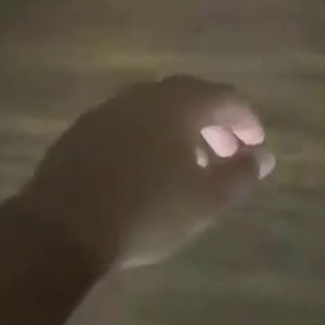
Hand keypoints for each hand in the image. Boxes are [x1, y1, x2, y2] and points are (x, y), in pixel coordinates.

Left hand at [17, 76, 273, 272]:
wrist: (61, 228)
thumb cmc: (146, 211)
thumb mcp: (206, 200)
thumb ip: (240, 175)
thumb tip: (263, 157)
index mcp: (178, 103)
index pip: (224, 97)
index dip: (246, 120)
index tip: (257, 145)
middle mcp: (144, 95)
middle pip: (190, 98)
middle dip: (214, 124)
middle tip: (228, 154)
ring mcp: (108, 111)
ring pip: (156, 111)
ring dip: (181, 131)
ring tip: (191, 165)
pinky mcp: (82, 132)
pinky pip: (128, 125)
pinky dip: (149, 139)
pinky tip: (148, 171)